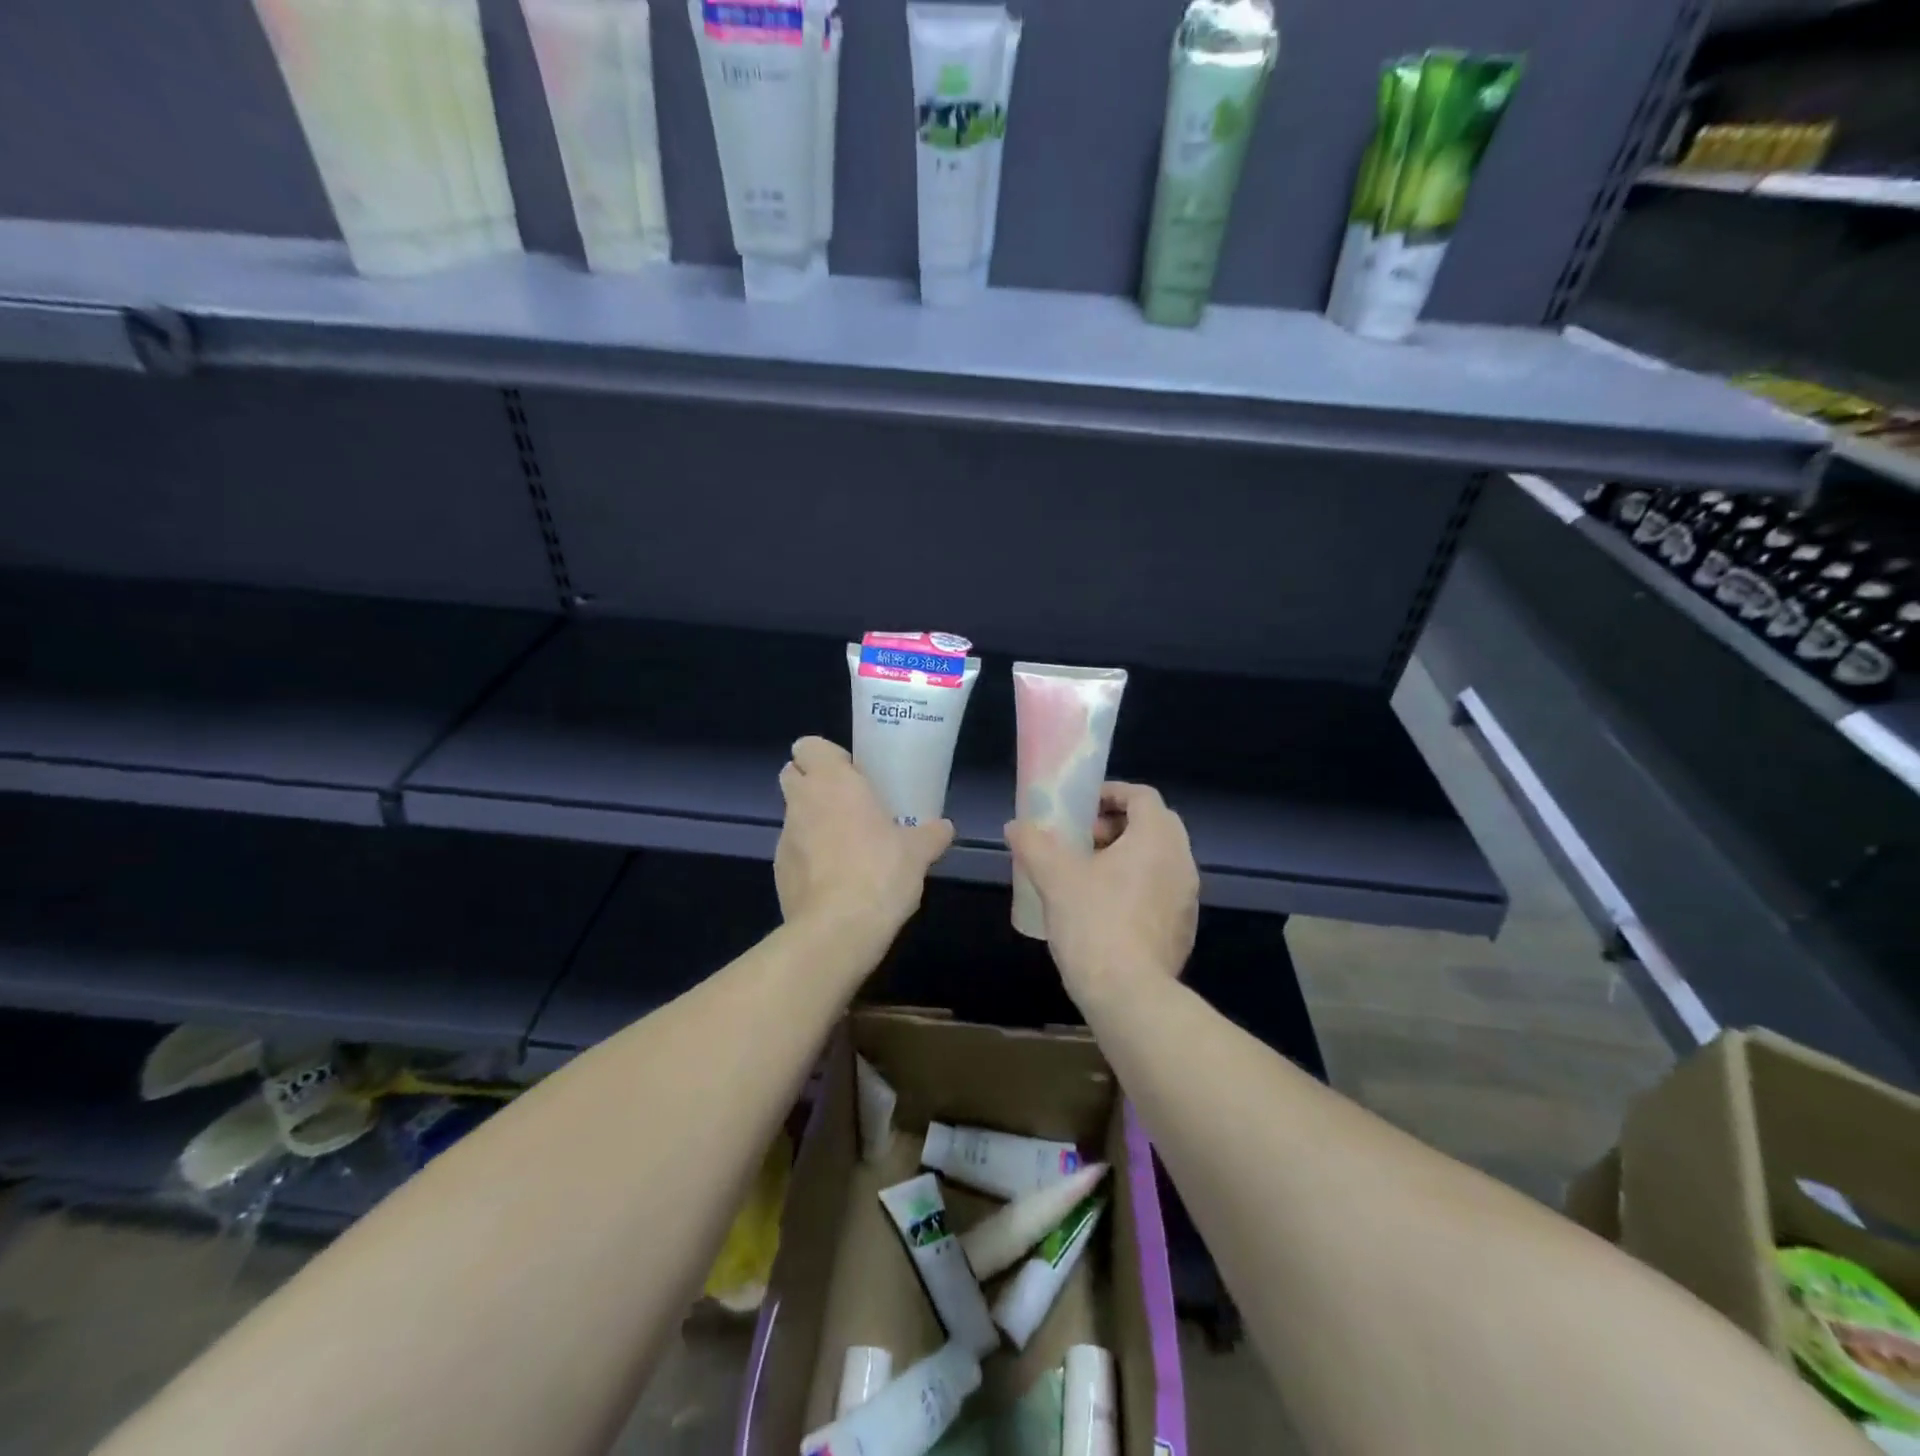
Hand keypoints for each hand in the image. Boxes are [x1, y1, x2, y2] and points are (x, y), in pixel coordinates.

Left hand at [775, 737, 953, 943]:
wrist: (838, 929)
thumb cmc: (880, 871)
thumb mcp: (918, 852)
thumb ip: (931, 834)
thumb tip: (945, 828)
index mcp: (833, 782)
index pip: (808, 745)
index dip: (826, 756)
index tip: (851, 774)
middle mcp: (802, 801)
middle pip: (792, 774)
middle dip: (813, 783)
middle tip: (848, 803)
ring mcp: (785, 837)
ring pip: (793, 814)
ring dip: (812, 821)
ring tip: (847, 846)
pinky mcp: (779, 871)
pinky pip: (793, 851)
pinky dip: (808, 856)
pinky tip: (835, 879)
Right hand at [1005, 782, 1198, 1005]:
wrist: (1129, 994)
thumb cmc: (1094, 922)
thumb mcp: (1054, 877)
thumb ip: (1034, 844)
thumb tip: (1016, 826)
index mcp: (1157, 838)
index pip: (1143, 796)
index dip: (1111, 793)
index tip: (1082, 808)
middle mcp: (1181, 861)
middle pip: (1155, 825)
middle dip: (1118, 825)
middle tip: (1084, 840)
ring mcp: (1188, 898)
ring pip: (1159, 860)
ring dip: (1127, 856)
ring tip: (1089, 874)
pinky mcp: (1183, 929)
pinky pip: (1161, 891)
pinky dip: (1137, 885)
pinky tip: (1105, 909)